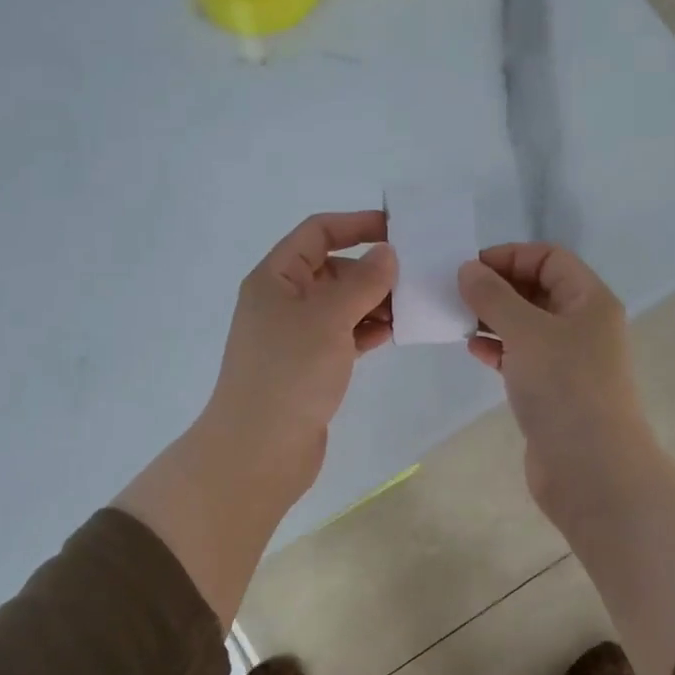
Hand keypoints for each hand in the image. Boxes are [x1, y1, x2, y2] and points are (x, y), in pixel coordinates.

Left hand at [201, 211, 396, 505]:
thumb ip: (362, 281)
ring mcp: (295, 336)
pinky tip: (395, 333)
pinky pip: (343, 335)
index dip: (355, 225)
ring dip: (374, 302)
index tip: (398, 230)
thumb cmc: (290, 372)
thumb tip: (386, 253)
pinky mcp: (310, 366)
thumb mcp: (328, 317)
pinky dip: (367, 331)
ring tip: (412, 307)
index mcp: (275, 278)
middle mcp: (282, 301)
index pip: (317, 233)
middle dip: (371, 269)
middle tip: (415, 277)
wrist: (260, 449)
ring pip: (341, 305)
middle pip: (331, 269)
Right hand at [458, 244, 664, 522]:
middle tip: (455, 293)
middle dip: (497, 288)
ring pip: (526, 326)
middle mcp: (583, 325)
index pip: (549, 258)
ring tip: (457, 320)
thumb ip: (493, 296)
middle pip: (537, 290)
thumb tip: (468, 269)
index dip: (510, 256)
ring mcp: (569, 361)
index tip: (469, 268)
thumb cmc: (564, 387)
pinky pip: (522, 357)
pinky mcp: (553, 391)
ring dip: (493, 319)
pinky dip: (498, 350)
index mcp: (589, 300)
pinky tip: (473, 351)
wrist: (590, 468)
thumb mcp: (526, 331)